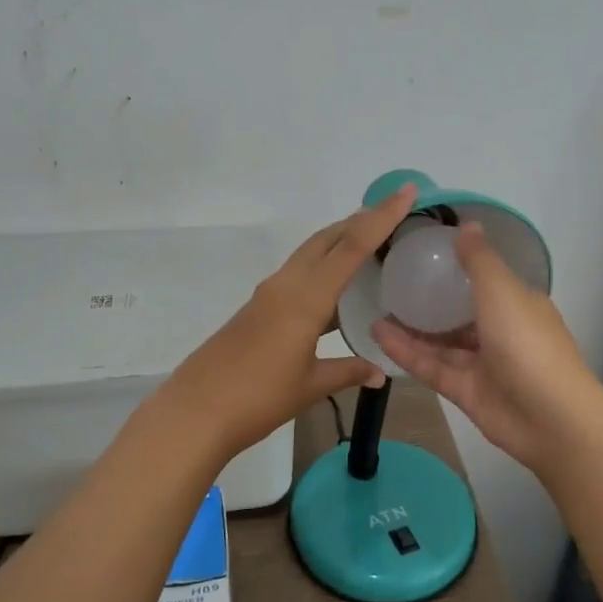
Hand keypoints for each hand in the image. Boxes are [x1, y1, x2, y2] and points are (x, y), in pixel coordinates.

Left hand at [161, 185, 418, 459]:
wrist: (196, 411)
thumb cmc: (258, 397)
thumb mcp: (310, 386)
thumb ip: (348, 372)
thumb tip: (380, 372)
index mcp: (305, 298)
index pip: (351, 247)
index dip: (381, 217)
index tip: (405, 191)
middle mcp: (286, 285)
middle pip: (326, 239)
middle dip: (358, 221)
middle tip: (391, 213)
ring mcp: (268, 295)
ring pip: (309, 254)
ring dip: (338, 243)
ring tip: (369, 244)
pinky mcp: (257, 309)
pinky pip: (297, 275)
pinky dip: (321, 269)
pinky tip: (335, 289)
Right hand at [372, 223, 602, 477]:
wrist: (550, 419)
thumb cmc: (528, 343)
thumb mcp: (502, 291)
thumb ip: (479, 261)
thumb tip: (467, 224)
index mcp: (516, 304)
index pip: (484, 280)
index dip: (457, 268)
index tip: (423, 256)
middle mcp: (499, 331)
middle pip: (457, 313)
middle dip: (428, 300)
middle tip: (391, 284)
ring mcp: (481, 363)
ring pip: (440, 341)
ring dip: (410, 327)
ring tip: (376, 308)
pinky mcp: (463, 390)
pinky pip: (430, 365)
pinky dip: (406, 351)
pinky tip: (378, 334)